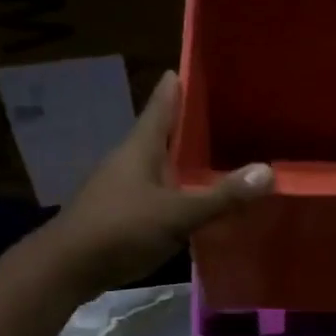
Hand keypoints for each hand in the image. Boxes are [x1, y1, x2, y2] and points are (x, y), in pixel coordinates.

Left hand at [41, 70, 271, 294]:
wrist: (67, 268)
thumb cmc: (120, 229)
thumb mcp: (176, 213)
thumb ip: (221, 196)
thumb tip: (268, 171)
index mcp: (140, 147)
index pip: (162, 104)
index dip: (178, 85)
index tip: (196, 67)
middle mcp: (129, 161)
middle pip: (162, 135)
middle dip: (188, 126)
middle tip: (224, 116)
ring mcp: (120, 189)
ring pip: (158, 167)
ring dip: (182, 163)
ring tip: (215, 160)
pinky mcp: (118, 215)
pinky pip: (154, 195)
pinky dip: (175, 193)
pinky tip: (192, 204)